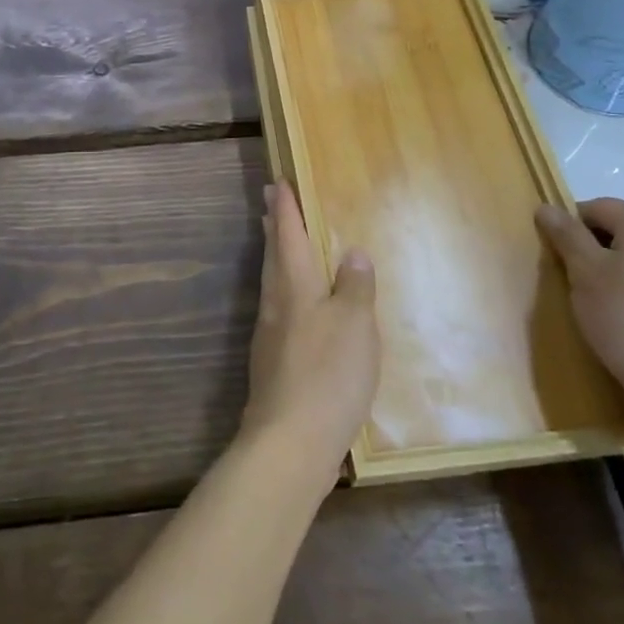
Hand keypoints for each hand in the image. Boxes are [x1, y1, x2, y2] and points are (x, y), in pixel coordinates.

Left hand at [241, 183, 379, 483]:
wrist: (290, 441)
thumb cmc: (329, 373)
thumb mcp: (355, 324)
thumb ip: (354, 286)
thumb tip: (352, 253)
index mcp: (295, 285)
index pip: (288, 235)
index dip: (285, 208)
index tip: (277, 182)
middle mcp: (277, 303)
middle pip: (273, 255)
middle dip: (273, 226)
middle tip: (269, 200)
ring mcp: (270, 334)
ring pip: (272, 281)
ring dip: (275, 255)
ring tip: (279, 242)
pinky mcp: (273, 362)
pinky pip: (278, 309)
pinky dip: (283, 290)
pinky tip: (295, 304)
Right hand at [536, 198, 623, 436]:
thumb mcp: (584, 273)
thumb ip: (565, 235)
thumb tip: (547, 207)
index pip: (594, 208)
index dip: (570, 230)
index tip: (560, 262)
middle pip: (621, 228)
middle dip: (595, 248)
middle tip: (578, 282)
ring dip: (617, 269)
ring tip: (603, 304)